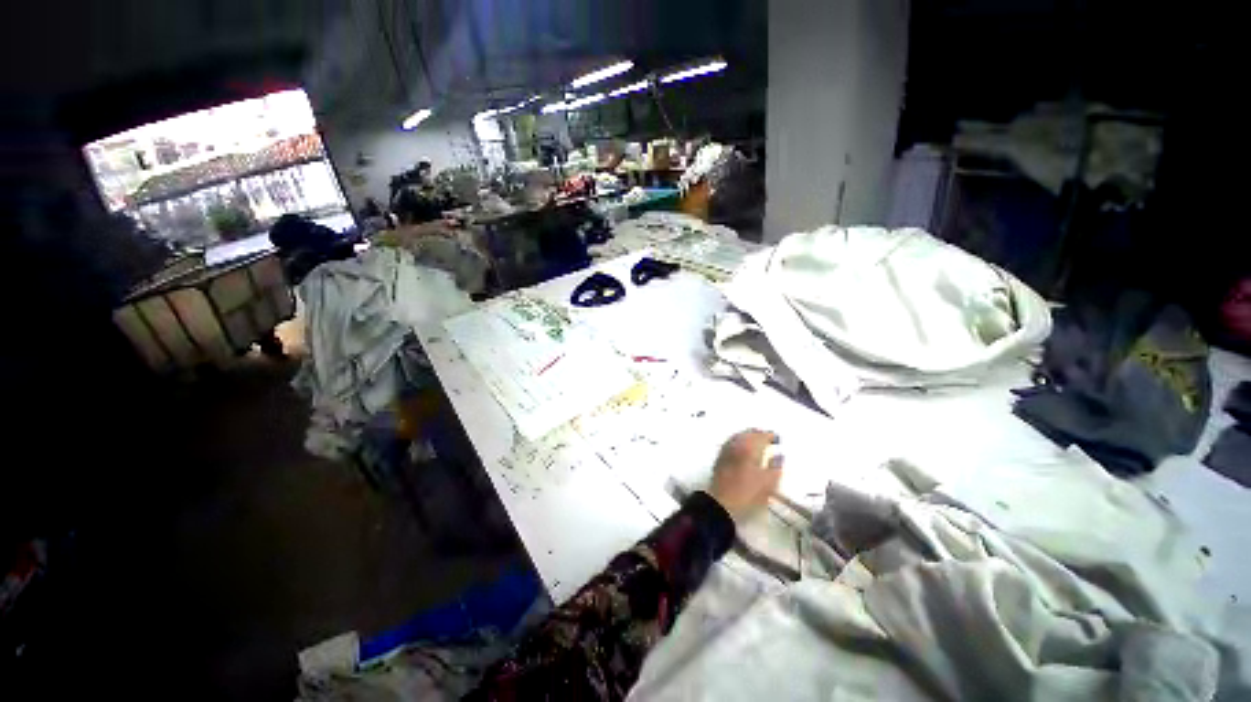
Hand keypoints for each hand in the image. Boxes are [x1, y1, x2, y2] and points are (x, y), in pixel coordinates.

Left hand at [707, 430, 782, 520]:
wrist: (721, 504)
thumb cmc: (748, 494)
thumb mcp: (769, 484)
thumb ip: (776, 467)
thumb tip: (778, 455)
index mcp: (749, 447)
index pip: (761, 435)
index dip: (771, 436)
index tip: (778, 439)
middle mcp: (736, 444)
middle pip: (748, 433)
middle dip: (759, 434)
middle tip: (768, 438)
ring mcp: (726, 450)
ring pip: (738, 436)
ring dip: (748, 436)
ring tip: (757, 442)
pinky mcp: (719, 458)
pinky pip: (731, 443)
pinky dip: (739, 442)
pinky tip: (742, 449)